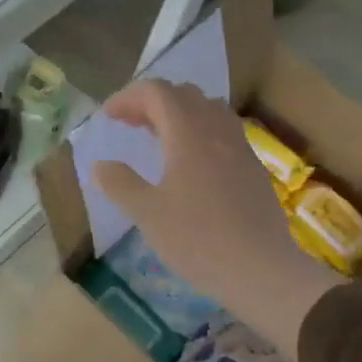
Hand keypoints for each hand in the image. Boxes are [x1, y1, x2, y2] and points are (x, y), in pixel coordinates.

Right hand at [94, 79, 340, 353]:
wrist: (260, 269)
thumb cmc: (197, 239)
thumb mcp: (147, 213)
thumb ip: (119, 184)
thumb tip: (100, 165)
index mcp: (188, 134)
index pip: (157, 92)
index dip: (128, 98)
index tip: (108, 117)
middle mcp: (216, 130)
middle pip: (184, 94)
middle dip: (152, 102)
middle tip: (130, 125)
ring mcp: (240, 148)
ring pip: (208, 109)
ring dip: (179, 113)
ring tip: (159, 138)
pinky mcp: (252, 168)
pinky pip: (223, 131)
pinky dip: (199, 131)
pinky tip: (189, 163)